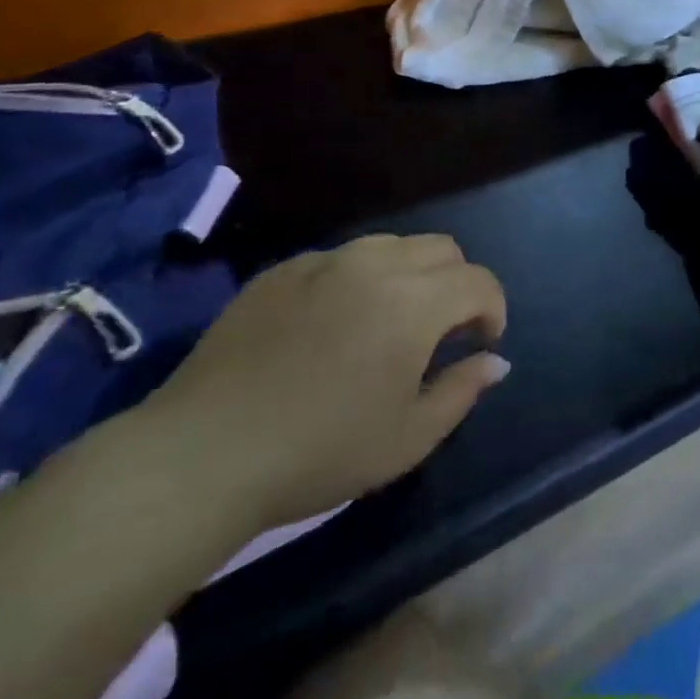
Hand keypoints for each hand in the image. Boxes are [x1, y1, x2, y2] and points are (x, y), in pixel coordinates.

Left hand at [129, 235, 508, 530]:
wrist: (204, 453)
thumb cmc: (320, 452)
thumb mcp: (407, 438)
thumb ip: (462, 390)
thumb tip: (495, 360)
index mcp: (414, 302)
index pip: (479, 281)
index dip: (493, 309)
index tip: (482, 343)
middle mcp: (376, 264)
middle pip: (442, 249)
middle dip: (457, 284)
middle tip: (441, 332)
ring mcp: (325, 261)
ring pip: (392, 245)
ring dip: (411, 274)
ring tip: (390, 322)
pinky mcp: (283, 269)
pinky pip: (340, 258)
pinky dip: (358, 280)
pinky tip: (332, 325)